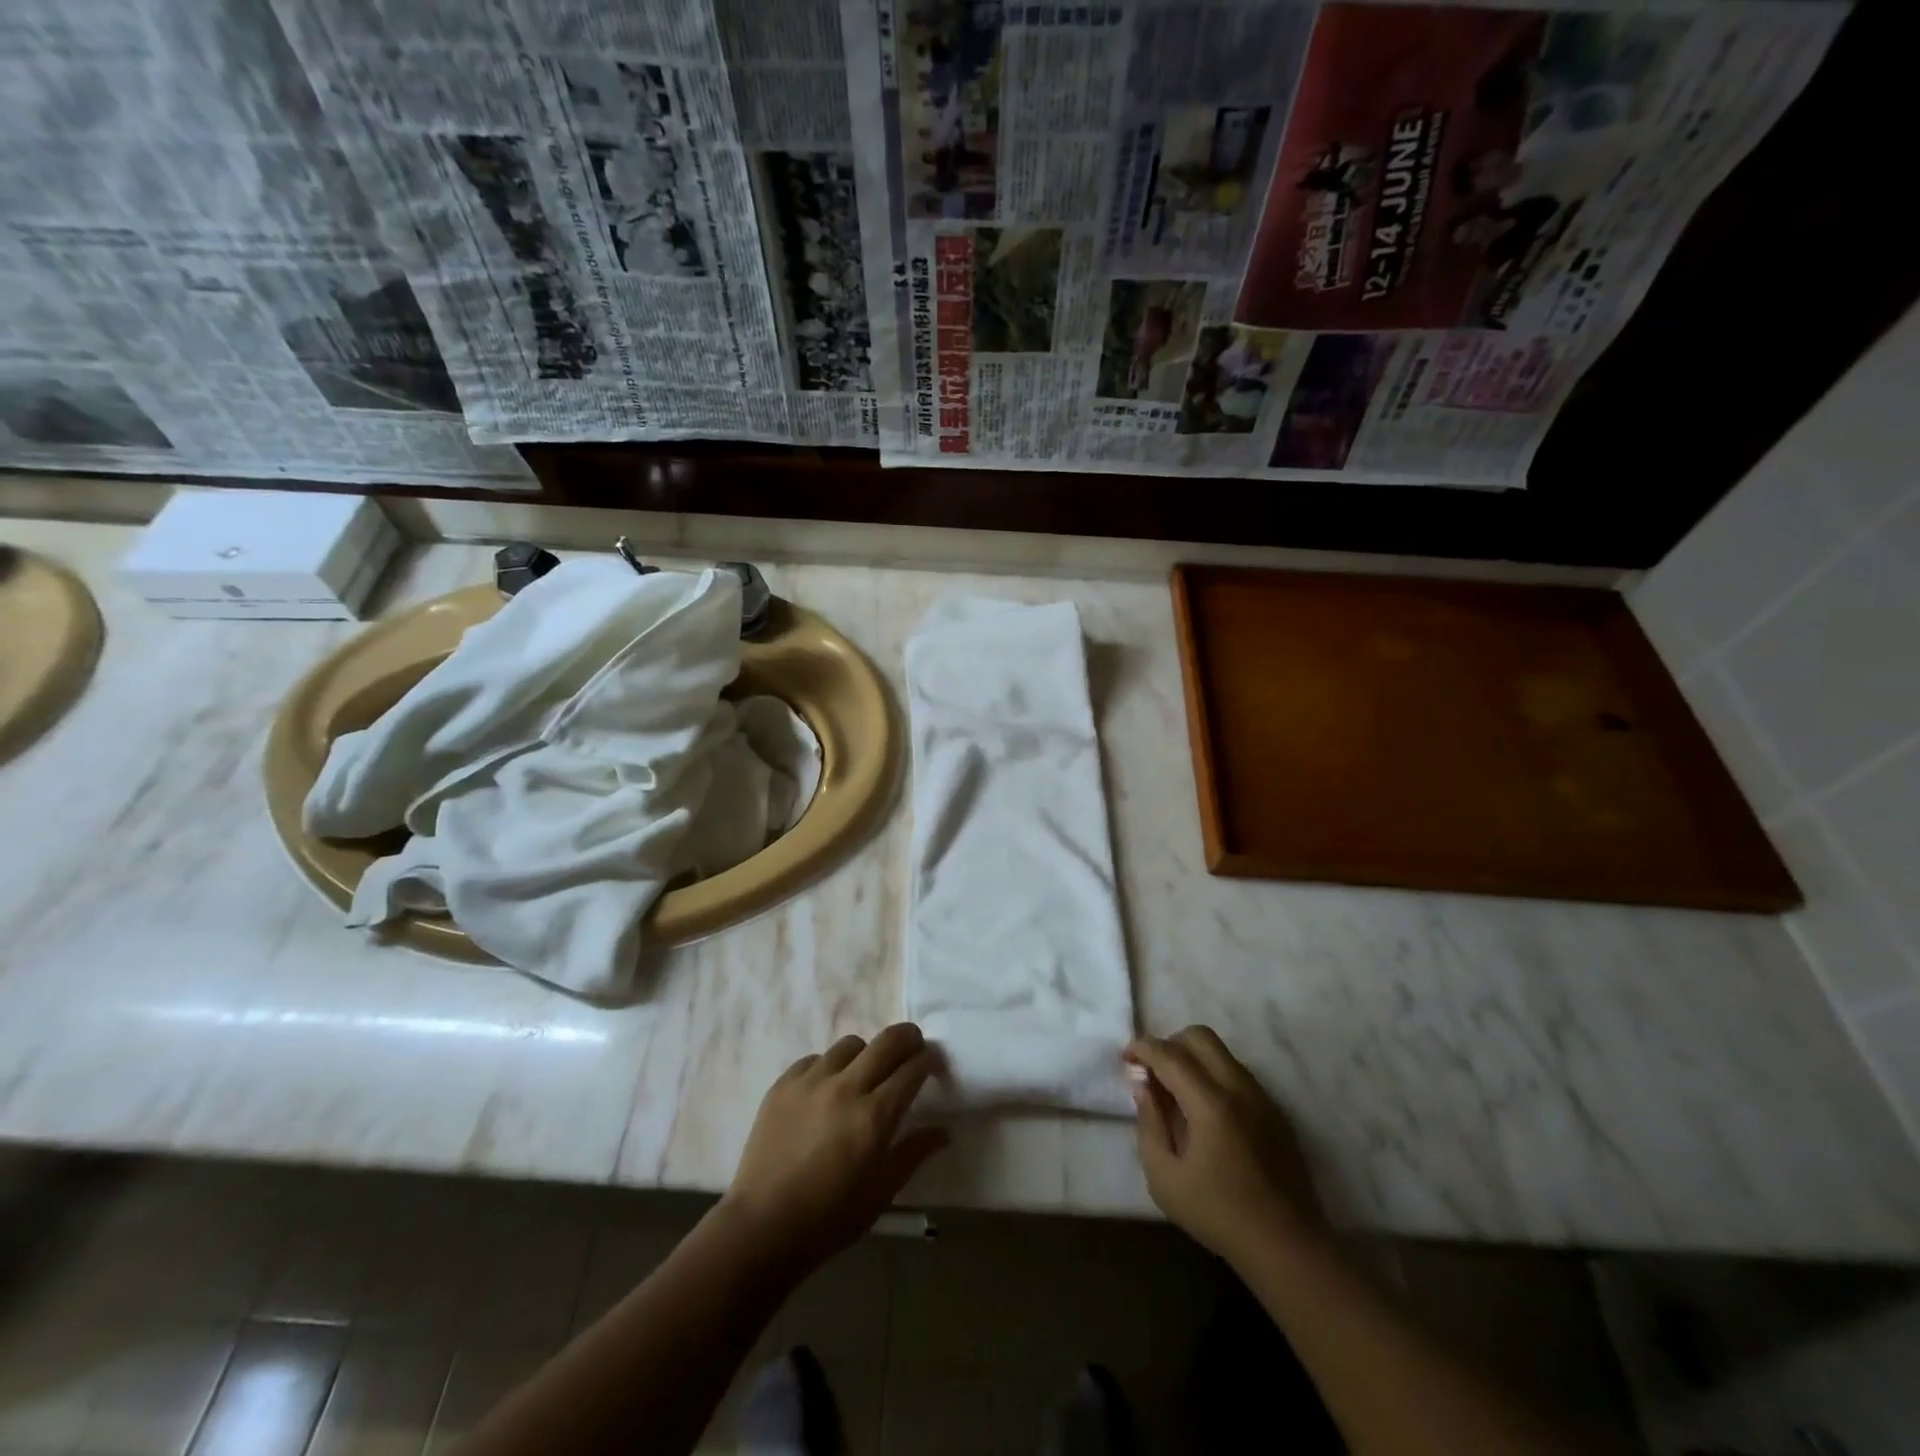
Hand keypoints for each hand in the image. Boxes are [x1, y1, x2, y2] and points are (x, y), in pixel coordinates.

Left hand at [722, 1023, 948, 1271]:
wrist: (762, 1227)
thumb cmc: (830, 1218)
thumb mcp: (881, 1192)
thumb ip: (914, 1153)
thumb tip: (945, 1130)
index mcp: (874, 1116)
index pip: (913, 1069)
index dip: (930, 1060)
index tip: (935, 1064)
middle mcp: (846, 1087)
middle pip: (887, 1040)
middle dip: (908, 1038)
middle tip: (913, 1049)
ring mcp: (811, 1081)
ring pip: (851, 1044)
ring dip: (867, 1054)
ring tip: (864, 1075)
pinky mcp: (783, 1084)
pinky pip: (816, 1059)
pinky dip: (829, 1067)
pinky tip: (827, 1091)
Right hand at [1125, 1026, 1324, 1262]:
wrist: (1287, 1247)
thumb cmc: (1219, 1215)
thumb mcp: (1165, 1179)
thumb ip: (1149, 1125)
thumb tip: (1144, 1086)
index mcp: (1210, 1104)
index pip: (1170, 1054)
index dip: (1142, 1048)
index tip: (1126, 1058)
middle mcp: (1239, 1089)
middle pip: (1200, 1037)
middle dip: (1169, 1043)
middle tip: (1153, 1071)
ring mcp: (1262, 1098)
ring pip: (1222, 1053)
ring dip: (1193, 1058)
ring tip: (1177, 1092)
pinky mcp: (1275, 1111)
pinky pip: (1238, 1074)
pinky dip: (1214, 1075)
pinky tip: (1205, 1112)